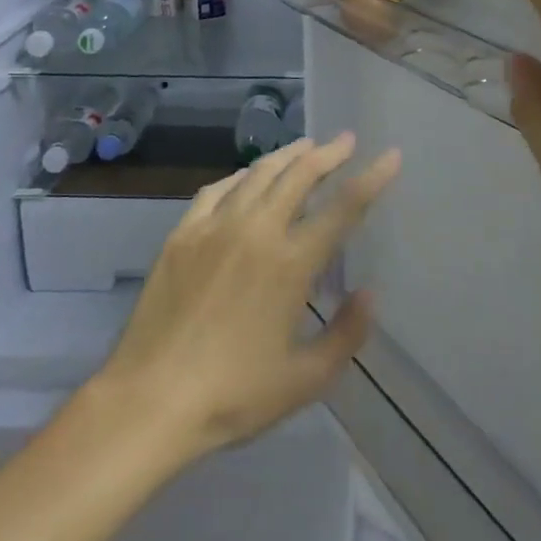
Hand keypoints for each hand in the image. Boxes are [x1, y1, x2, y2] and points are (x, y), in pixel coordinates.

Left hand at [101, 134, 401, 460]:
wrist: (150, 400)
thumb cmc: (234, 395)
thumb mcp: (305, 380)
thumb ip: (345, 334)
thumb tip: (369, 293)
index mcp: (290, 263)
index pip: (343, 208)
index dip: (372, 178)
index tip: (390, 155)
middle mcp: (256, 231)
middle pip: (299, 175)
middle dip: (328, 153)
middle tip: (345, 140)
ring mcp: (214, 227)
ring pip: (258, 174)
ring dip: (287, 156)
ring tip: (305, 147)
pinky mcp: (182, 234)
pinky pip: (217, 190)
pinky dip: (240, 176)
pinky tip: (246, 178)